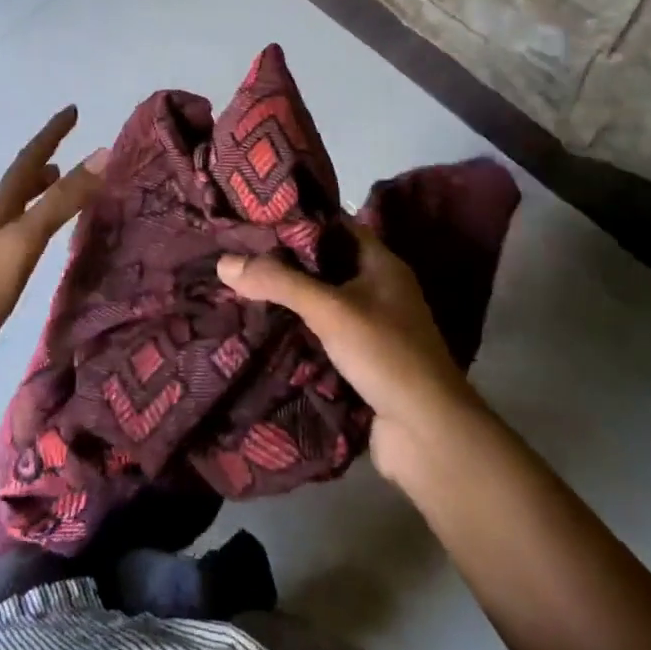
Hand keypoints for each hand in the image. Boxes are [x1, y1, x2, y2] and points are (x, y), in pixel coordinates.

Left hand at [0, 106, 103, 409]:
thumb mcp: (24, 239)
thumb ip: (61, 200)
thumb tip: (102, 154)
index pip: (28, 161)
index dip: (50, 134)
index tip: (72, 110)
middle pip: (20, 185)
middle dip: (45, 164)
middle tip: (69, 150)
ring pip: (21, 214)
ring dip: (40, 196)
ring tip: (61, 187)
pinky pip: (25, 244)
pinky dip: (40, 230)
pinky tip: (47, 245)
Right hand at [215, 223, 480, 472]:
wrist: (426, 433)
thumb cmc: (385, 353)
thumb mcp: (330, 309)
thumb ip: (279, 283)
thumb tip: (224, 262)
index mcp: (381, 263)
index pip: (336, 225)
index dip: (299, 218)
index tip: (257, 216)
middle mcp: (379, 288)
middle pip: (326, 263)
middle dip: (286, 260)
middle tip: (240, 252)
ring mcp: (373, 327)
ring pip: (322, 301)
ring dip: (290, 298)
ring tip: (242, 285)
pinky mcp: (363, 361)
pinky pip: (323, 334)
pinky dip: (298, 329)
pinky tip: (264, 328)